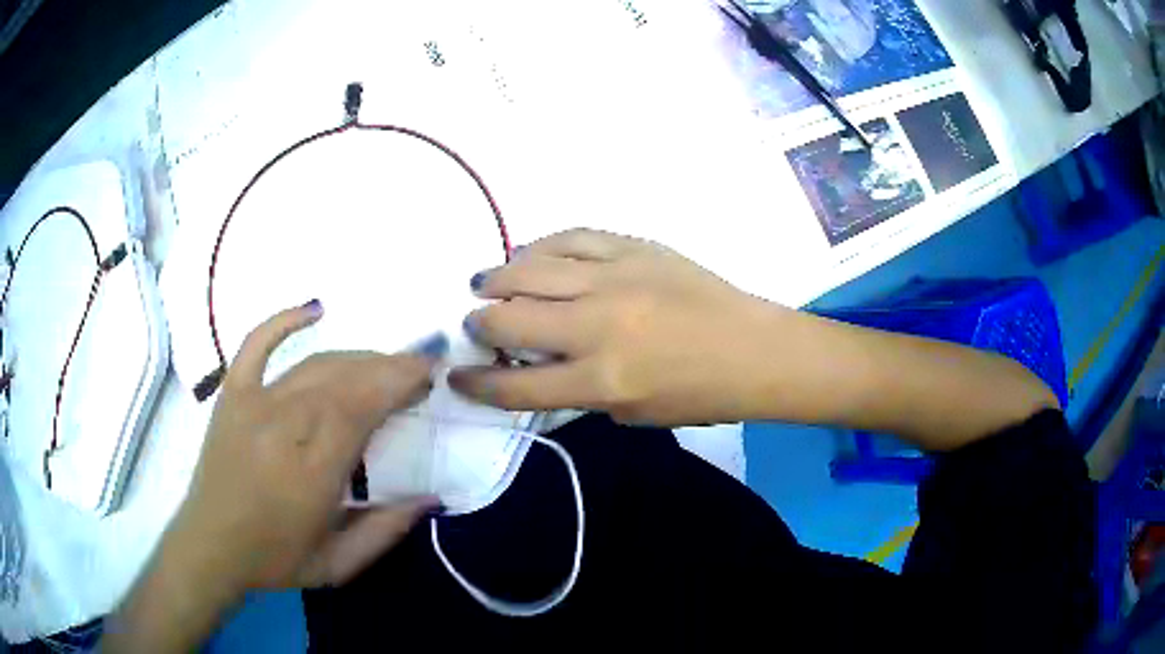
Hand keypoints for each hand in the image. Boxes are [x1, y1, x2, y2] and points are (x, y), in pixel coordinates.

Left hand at [167, 301, 440, 592]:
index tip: (428, 375)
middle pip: (344, 378)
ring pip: (314, 364)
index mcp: (310, 472)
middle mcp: (282, 426)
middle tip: (418, 370)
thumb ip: (386, 531)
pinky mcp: (232, 394)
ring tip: (385, 363)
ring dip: (357, 357)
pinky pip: (257, 343)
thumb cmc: (274, 559)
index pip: (361, 407)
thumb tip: (431, 498)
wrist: (210, 546)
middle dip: (388, 367)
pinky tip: (315, 310)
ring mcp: (253, 403)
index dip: (398, 382)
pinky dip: (285, 320)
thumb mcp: (338, 565)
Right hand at [450, 229, 785, 425]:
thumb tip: (540, 367)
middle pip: (511, 320)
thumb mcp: (634, 414)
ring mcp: (615, 278)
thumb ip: (581, 394)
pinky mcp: (634, 247)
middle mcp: (598, 327)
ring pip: (531, 270)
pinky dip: (541, 246)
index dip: (476, 384)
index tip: (456, 376)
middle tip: (474, 325)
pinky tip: (529, 254)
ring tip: (483, 283)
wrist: (753, 349)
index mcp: (602, 380)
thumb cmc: (700, 394)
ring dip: (497, 278)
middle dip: (480, 326)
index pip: (516, 386)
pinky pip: (571, 237)